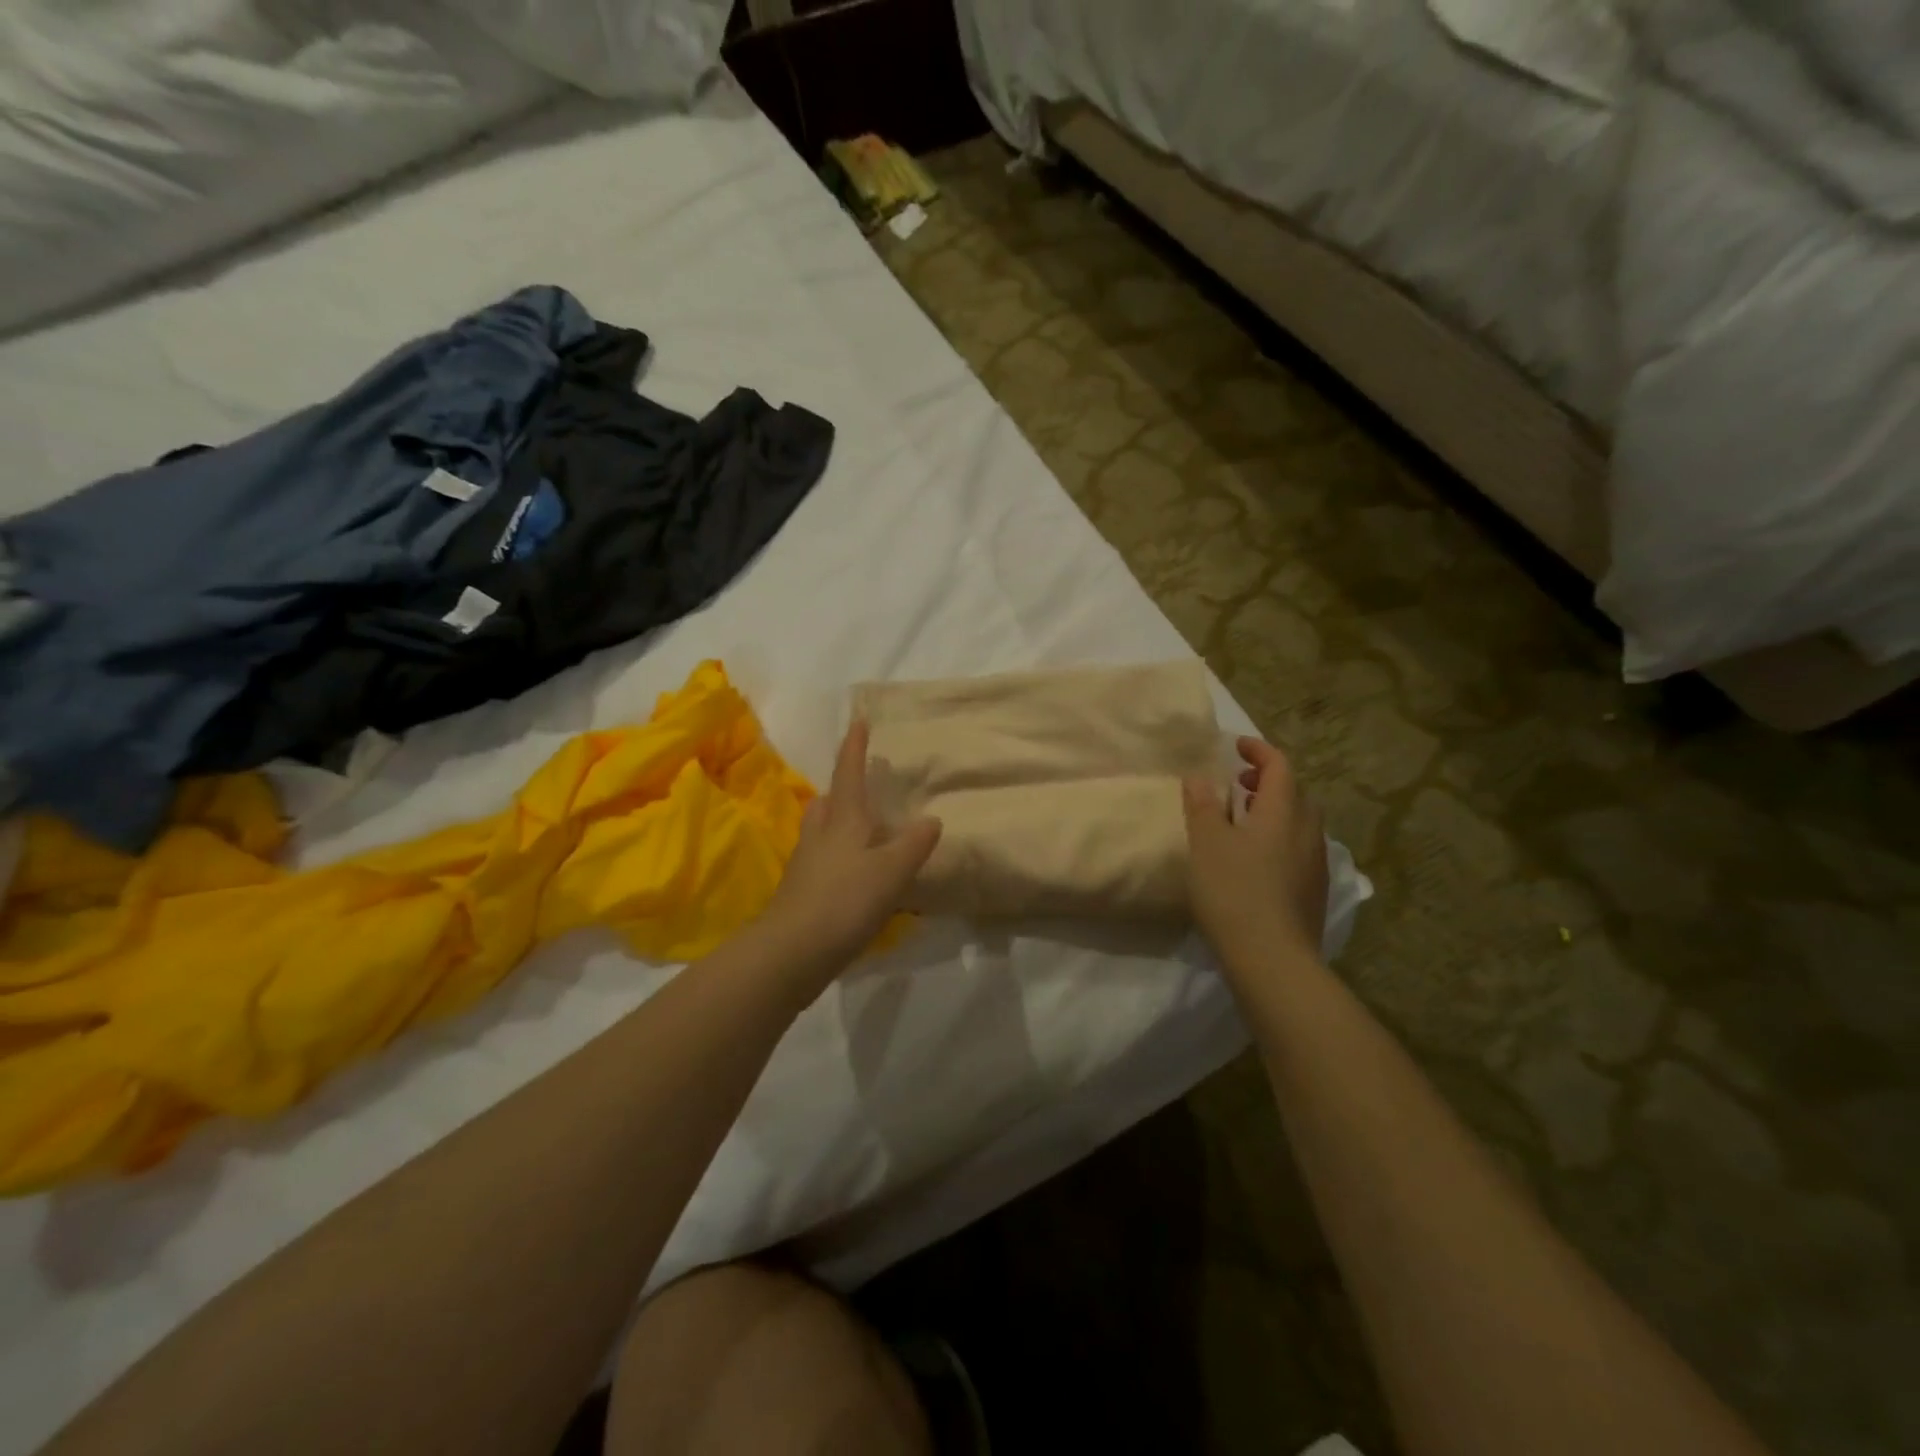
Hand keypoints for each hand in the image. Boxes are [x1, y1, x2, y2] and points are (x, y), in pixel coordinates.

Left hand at [759, 719, 941, 975]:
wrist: (791, 953)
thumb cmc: (844, 901)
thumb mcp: (891, 871)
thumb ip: (913, 844)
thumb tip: (931, 819)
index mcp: (843, 821)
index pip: (849, 774)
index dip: (854, 747)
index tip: (858, 720)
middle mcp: (820, 836)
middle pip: (827, 803)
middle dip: (842, 791)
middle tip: (862, 790)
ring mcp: (806, 866)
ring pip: (821, 833)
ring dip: (838, 826)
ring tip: (863, 833)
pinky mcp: (802, 895)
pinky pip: (822, 864)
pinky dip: (839, 860)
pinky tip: (855, 877)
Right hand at [1183, 737, 1328, 974]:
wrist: (1273, 959)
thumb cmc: (1234, 892)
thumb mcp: (1207, 844)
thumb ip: (1203, 806)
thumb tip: (1200, 776)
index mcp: (1284, 812)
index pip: (1280, 766)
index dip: (1259, 751)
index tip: (1236, 746)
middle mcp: (1308, 832)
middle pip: (1295, 793)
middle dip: (1268, 781)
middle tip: (1238, 784)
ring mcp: (1315, 864)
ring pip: (1299, 823)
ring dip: (1275, 811)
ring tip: (1243, 821)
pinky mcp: (1313, 892)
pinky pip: (1299, 849)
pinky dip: (1279, 839)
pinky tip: (1256, 861)